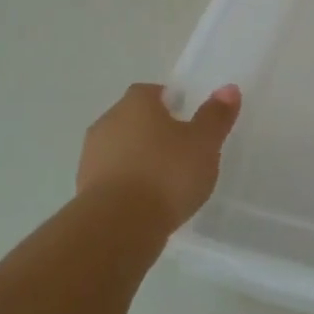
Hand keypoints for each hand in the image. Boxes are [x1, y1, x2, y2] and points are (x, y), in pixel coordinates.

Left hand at [77, 82, 241, 230]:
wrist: (118, 225)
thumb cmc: (166, 173)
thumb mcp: (204, 143)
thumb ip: (216, 116)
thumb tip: (229, 89)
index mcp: (135, 103)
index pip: (153, 92)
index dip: (172, 104)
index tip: (189, 122)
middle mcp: (108, 122)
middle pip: (135, 120)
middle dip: (155, 132)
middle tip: (182, 152)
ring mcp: (91, 156)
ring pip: (122, 149)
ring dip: (140, 160)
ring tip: (166, 182)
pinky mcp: (85, 189)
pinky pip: (113, 178)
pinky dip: (129, 184)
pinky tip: (147, 203)